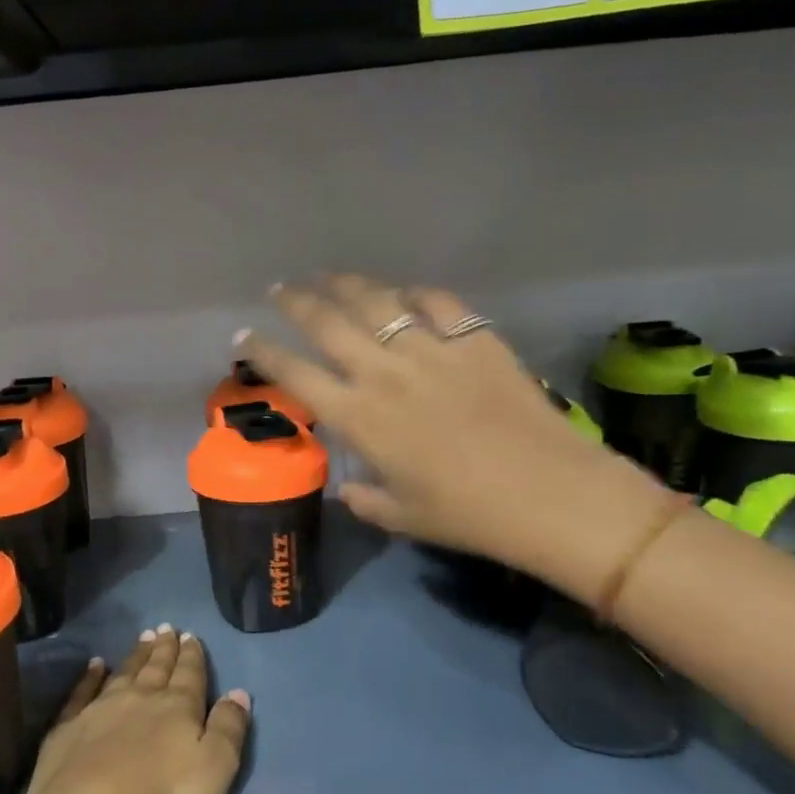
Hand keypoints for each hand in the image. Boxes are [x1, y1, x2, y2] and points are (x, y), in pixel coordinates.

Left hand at [14, 626, 249, 793]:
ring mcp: (100, 709)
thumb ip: (228, 728)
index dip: (192, 656)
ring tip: (144, 638)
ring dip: (136, 656)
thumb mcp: (214, 768)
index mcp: (178, 707)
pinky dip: (90, 677)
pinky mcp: (69, 727)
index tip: (190, 635)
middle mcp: (140, 698)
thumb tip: (239, 692)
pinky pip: (83, 692)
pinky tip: (95, 665)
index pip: (189, 675)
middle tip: (166, 629)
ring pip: (124, 673)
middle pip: (156, 668)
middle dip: (164, 649)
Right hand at [236, 274, 676, 607]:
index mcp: (360, 418)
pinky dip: (415, 293)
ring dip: (346, 285)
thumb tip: (347, 487)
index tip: (244, 335)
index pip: (295, 375)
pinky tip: (405, 293)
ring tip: (329, 276)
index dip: (263, 351)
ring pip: (376, 301)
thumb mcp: (404, 517)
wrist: (550, 495)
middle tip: (279, 287)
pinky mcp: (475, 339)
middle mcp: (385, 374)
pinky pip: (437, 302)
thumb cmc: (469, 516)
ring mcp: (431, 350)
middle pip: (327, 323)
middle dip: (295, 300)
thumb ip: (365, 499)